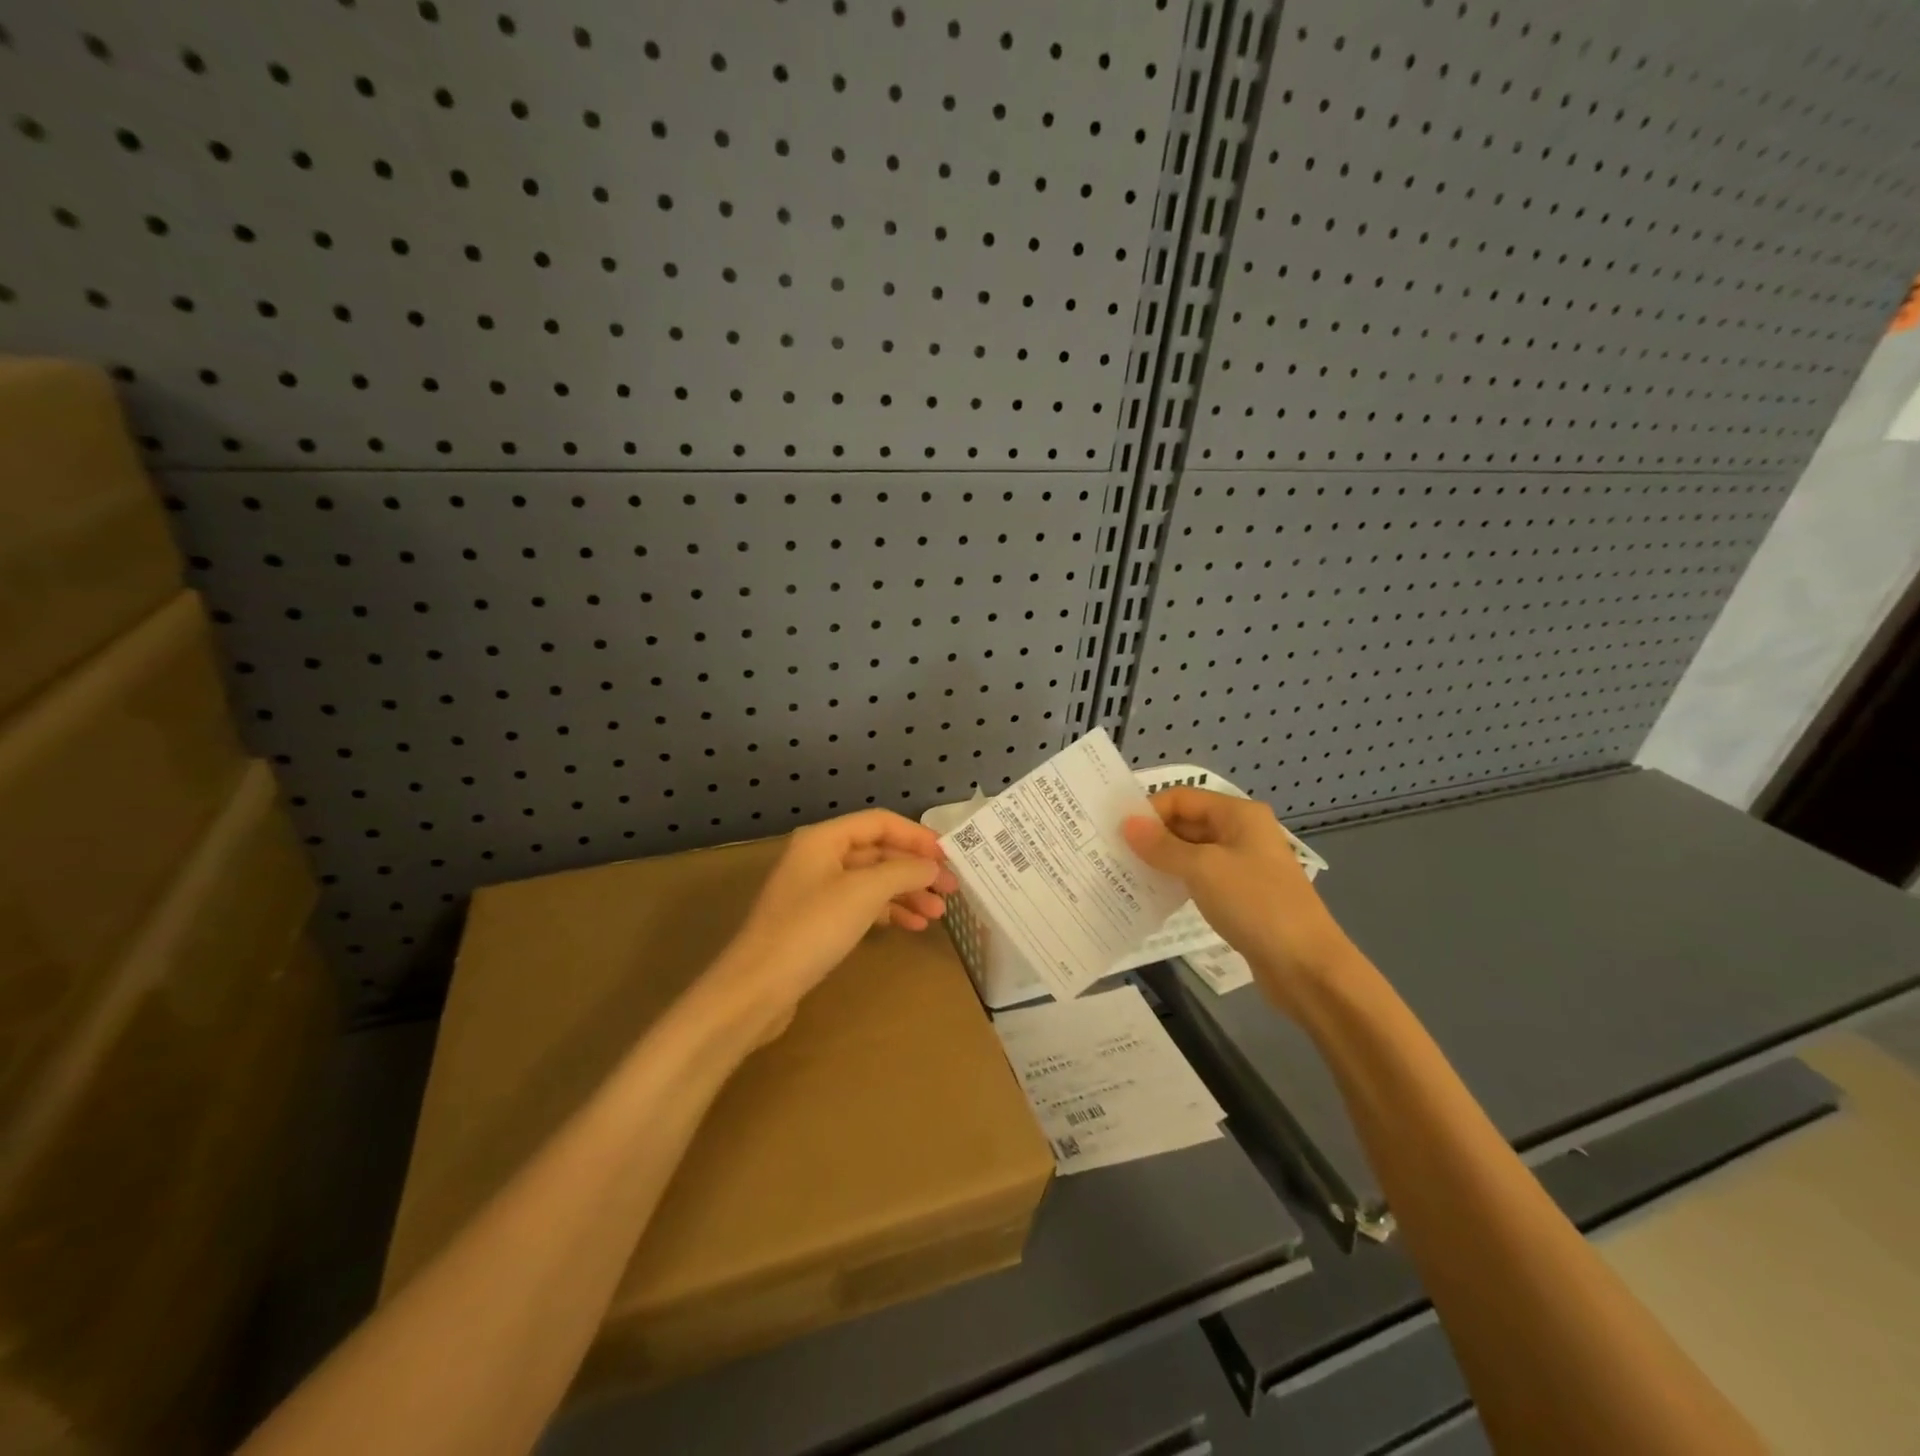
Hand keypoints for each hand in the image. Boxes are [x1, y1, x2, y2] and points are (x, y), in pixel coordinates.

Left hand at [711, 810, 958, 1041]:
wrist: (756, 988)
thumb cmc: (811, 929)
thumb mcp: (863, 893)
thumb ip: (903, 872)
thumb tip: (932, 867)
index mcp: (824, 839)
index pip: (880, 822)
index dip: (917, 836)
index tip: (949, 856)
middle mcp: (818, 857)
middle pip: (878, 852)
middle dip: (915, 869)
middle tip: (951, 890)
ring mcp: (815, 890)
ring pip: (871, 881)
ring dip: (906, 893)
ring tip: (937, 914)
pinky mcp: (815, 922)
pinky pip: (860, 906)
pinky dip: (887, 912)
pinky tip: (911, 926)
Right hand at [1123, 788, 1355, 1016]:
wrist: (1307, 966)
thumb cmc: (1256, 904)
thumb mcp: (1203, 869)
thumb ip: (1162, 846)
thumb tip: (1127, 824)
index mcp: (1238, 814)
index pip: (1182, 797)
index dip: (1149, 810)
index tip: (1116, 832)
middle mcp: (1241, 832)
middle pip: (1186, 821)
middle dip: (1152, 835)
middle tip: (1113, 853)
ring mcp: (1243, 864)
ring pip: (1192, 851)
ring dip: (1162, 860)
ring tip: (1126, 873)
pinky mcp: (1241, 894)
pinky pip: (1201, 877)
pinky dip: (1177, 881)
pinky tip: (1154, 894)